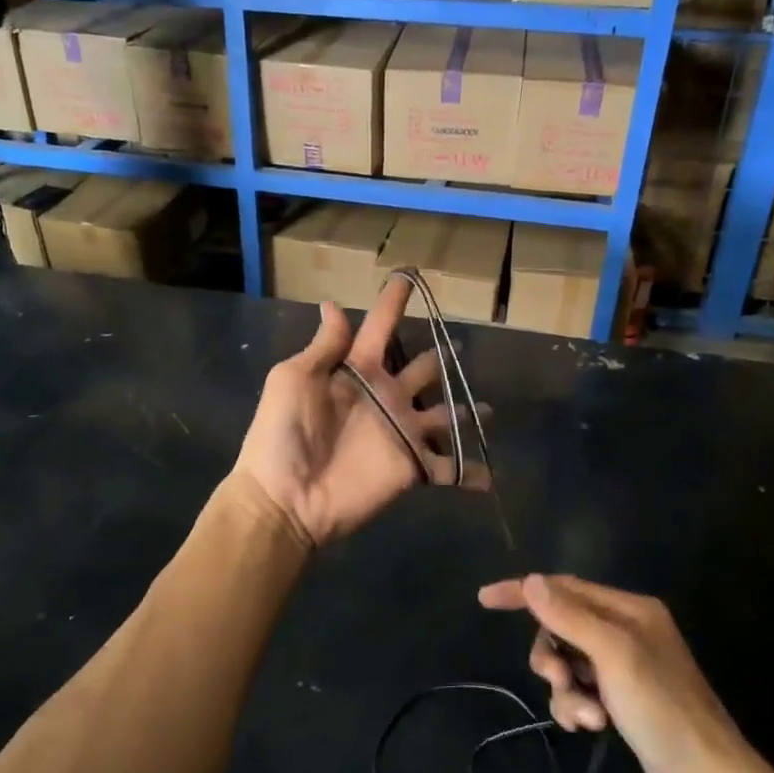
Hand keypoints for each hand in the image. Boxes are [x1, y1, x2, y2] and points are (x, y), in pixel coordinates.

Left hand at [235, 279, 487, 548]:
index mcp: (357, 370)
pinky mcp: (412, 467)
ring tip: (490, 409)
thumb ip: (324, 346)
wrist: (286, 497)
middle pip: (421, 370)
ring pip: (444, 416)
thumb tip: (332, 304)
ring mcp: (402, 432)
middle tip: (462, 344)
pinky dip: (469, 472)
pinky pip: (448, 468)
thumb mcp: (294, 379)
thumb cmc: (282, 433)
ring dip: (465, 412)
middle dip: (440, 358)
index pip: (380, 328)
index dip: (393, 303)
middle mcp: (386, 396)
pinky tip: (491, 475)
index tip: (409, 275)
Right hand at [477, 575, 762, 772]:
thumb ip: (569, 616)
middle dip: (552, 655)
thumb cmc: (662, 708)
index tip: (485, 599)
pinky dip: (576, 706)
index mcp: (628, 608)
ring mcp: (623, 665)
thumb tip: (530, 581)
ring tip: (586, 717)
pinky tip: (592, 727)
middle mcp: (624, 629)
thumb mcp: (612, 655)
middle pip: (560, 627)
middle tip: (558, 679)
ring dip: (565, 690)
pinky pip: (578, 689)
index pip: (564, 587)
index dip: (524, 591)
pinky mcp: (621, 698)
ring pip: (566, 662)